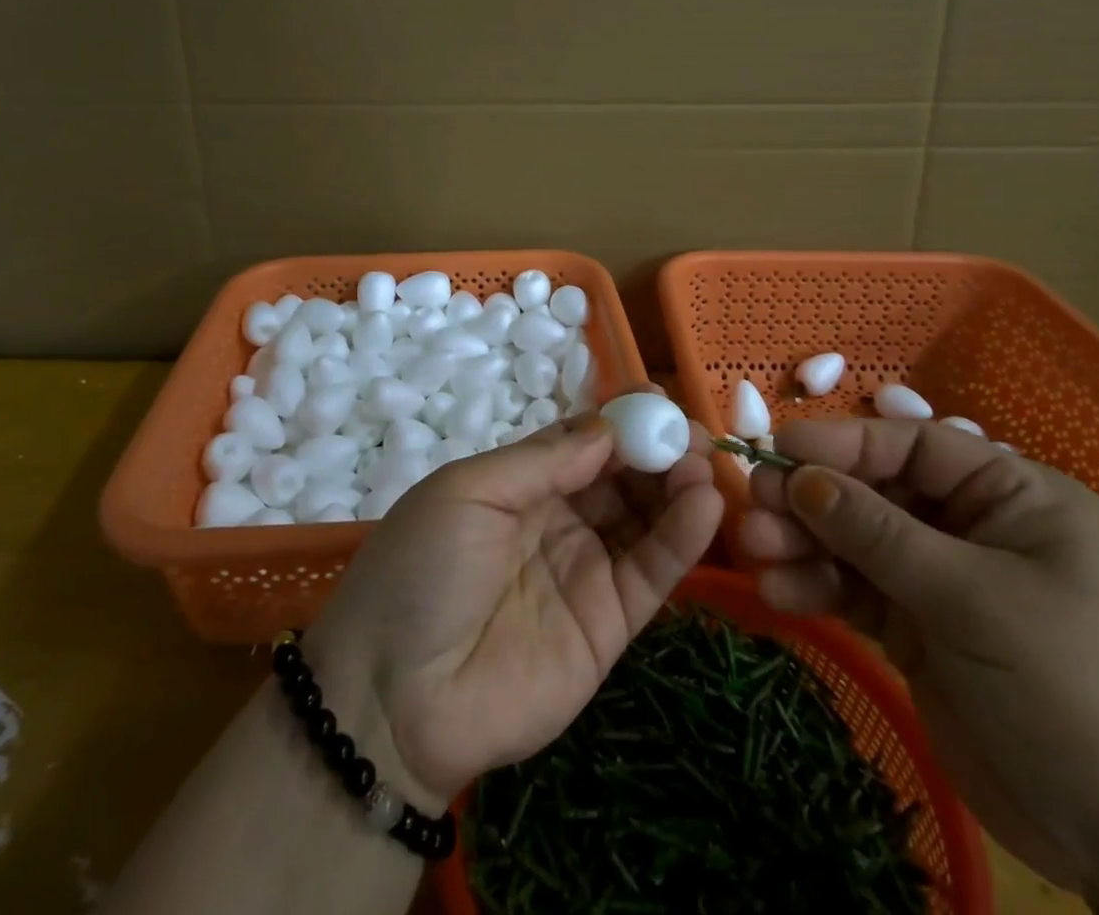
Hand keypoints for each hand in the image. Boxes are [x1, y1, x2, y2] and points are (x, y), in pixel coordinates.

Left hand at [304, 395, 723, 806]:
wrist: (393, 697)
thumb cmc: (422, 569)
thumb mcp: (469, 491)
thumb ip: (543, 460)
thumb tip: (609, 428)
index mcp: (520, 484)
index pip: (584, 442)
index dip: (621, 421)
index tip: (659, 401)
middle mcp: (559, 520)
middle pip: (622, 476)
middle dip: (658, 450)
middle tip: (694, 435)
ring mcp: (586, 571)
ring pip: (645, 518)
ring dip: (678, 486)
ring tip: (704, 464)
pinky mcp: (609, 624)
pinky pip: (652, 572)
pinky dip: (683, 537)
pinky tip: (705, 504)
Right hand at [738, 418, 1098, 900]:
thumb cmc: (1073, 692)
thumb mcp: (973, 600)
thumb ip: (879, 534)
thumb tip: (801, 478)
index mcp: (1014, 498)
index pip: (915, 447)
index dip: (845, 442)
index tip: (778, 449)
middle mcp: (974, 528)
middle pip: (876, 493)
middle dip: (815, 500)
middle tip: (756, 506)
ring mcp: (944, 581)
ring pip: (857, 542)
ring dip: (806, 544)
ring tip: (758, 552)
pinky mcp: (919, 630)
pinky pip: (857, 591)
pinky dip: (818, 588)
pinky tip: (780, 592)